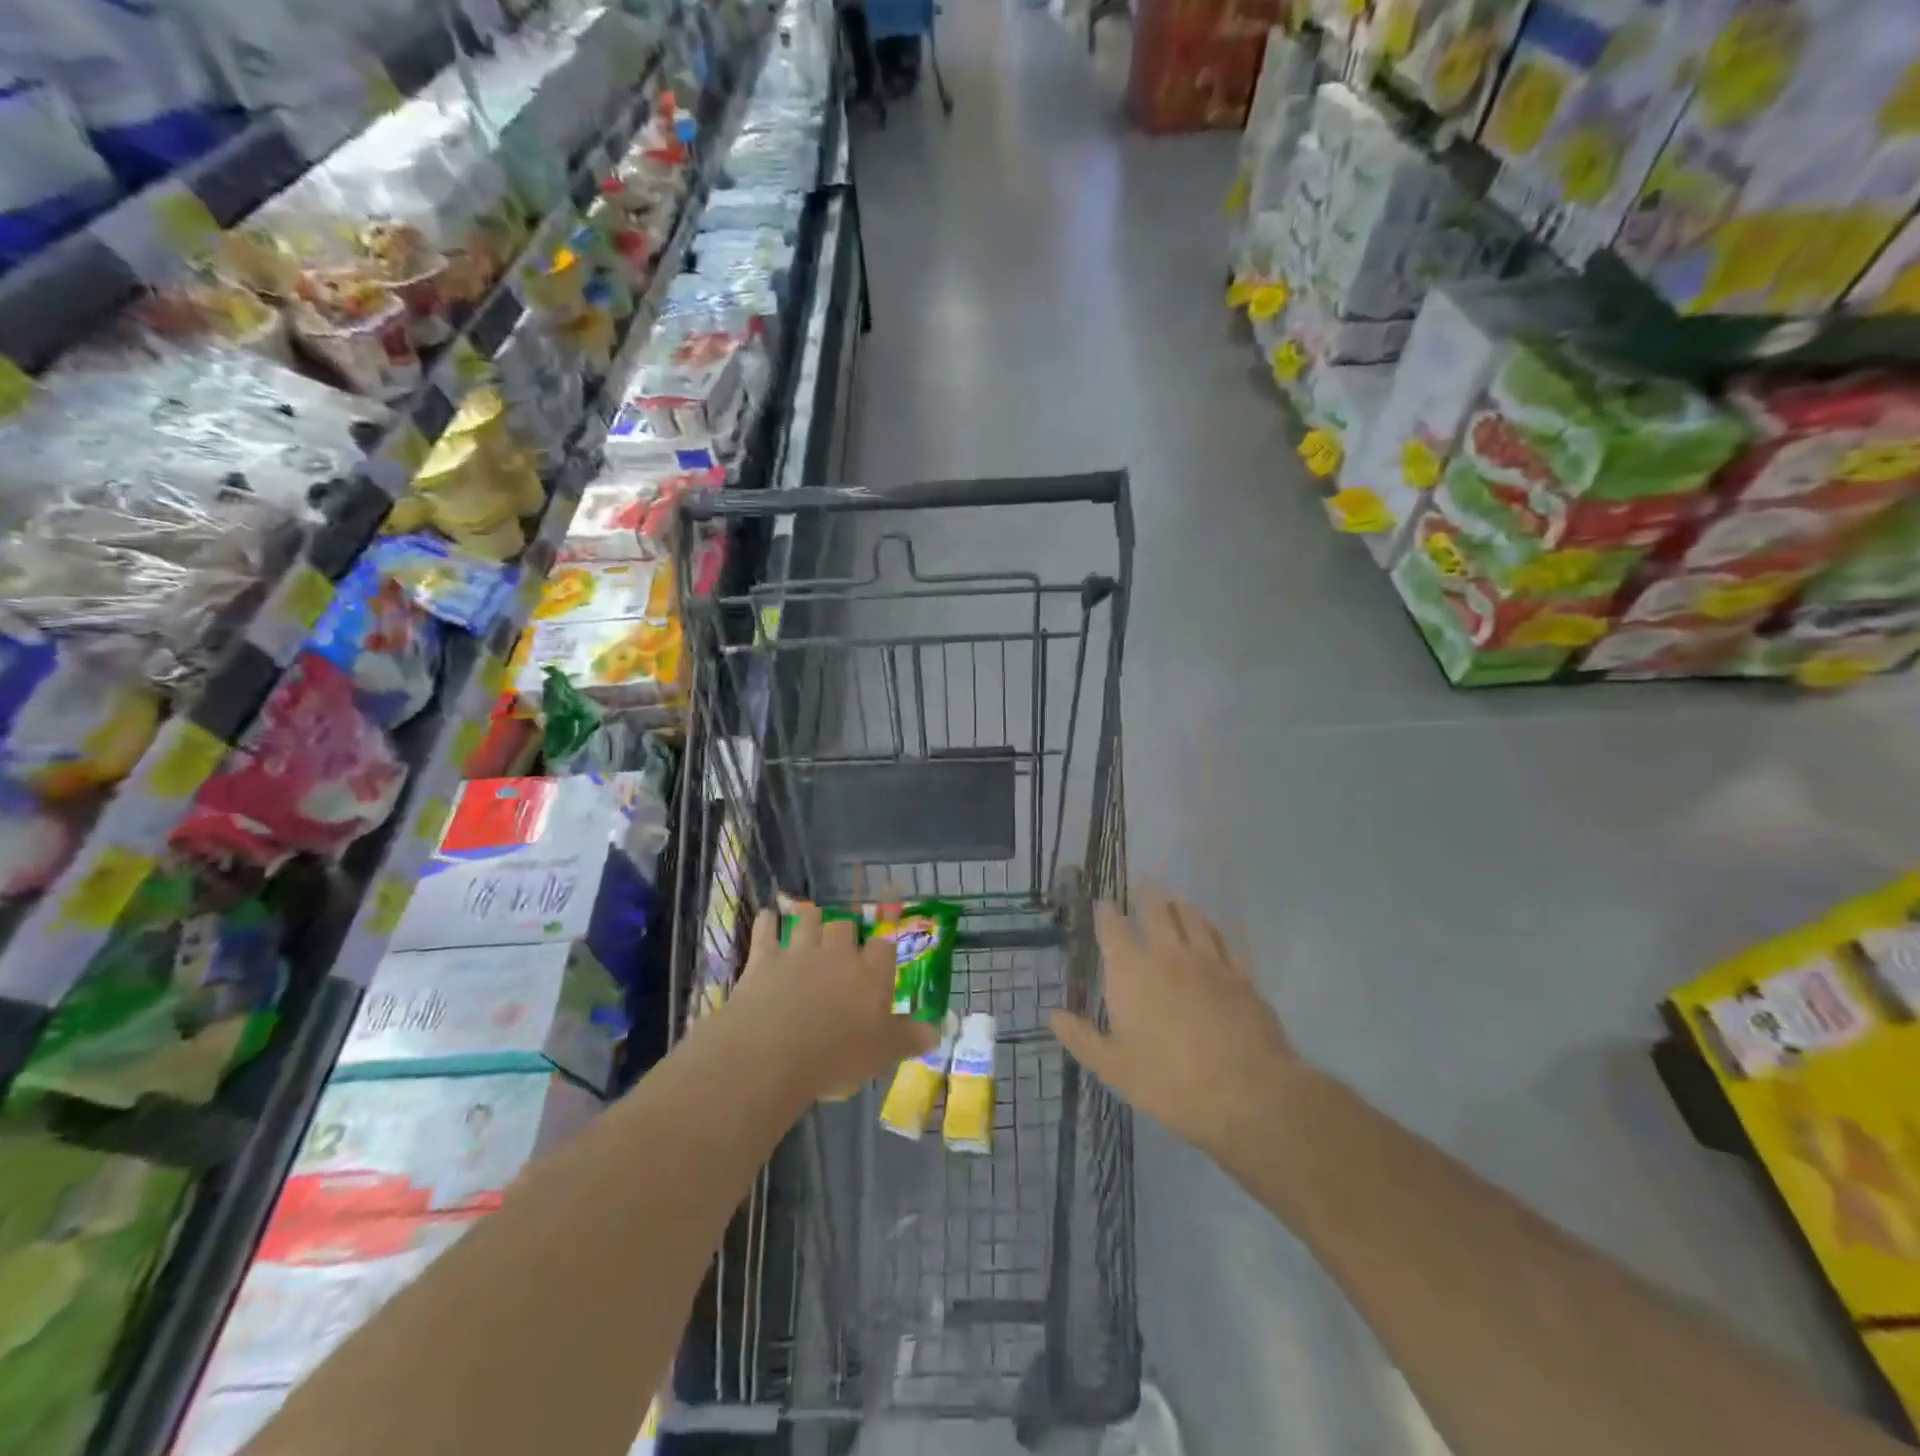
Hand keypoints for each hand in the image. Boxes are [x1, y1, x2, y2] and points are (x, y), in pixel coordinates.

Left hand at [731, 903, 938, 1099]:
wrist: (773, 1052)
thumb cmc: (835, 1056)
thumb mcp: (881, 1054)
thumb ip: (908, 1039)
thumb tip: (937, 1033)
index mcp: (870, 973)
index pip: (883, 947)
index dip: (882, 949)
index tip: (880, 957)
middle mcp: (837, 953)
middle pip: (844, 925)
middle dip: (844, 930)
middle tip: (841, 942)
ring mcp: (799, 952)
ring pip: (808, 919)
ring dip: (809, 917)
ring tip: (810, 919)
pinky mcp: (764, 958)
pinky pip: (766, 929)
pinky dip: (767, 921)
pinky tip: (767, 916)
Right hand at [1050, 885, 1303, 1167]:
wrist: (1247, 1093)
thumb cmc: (1169, 1081)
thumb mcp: (1114, 1067)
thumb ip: (1082, 1038)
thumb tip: (1054, 1014)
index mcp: (1132, 972)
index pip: (1114, 929)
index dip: (1106, 912)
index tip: (1102, 902)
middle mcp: (1169, 955)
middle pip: (1158, 912)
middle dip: (1148, 895)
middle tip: (1145, 882)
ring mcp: (1209, 963)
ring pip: (1193, 920)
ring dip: (1181, 906)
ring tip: (1175, 898)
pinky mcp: (1241, 977)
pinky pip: (1224, 941)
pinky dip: (1213, 928)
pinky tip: (1213, 929)